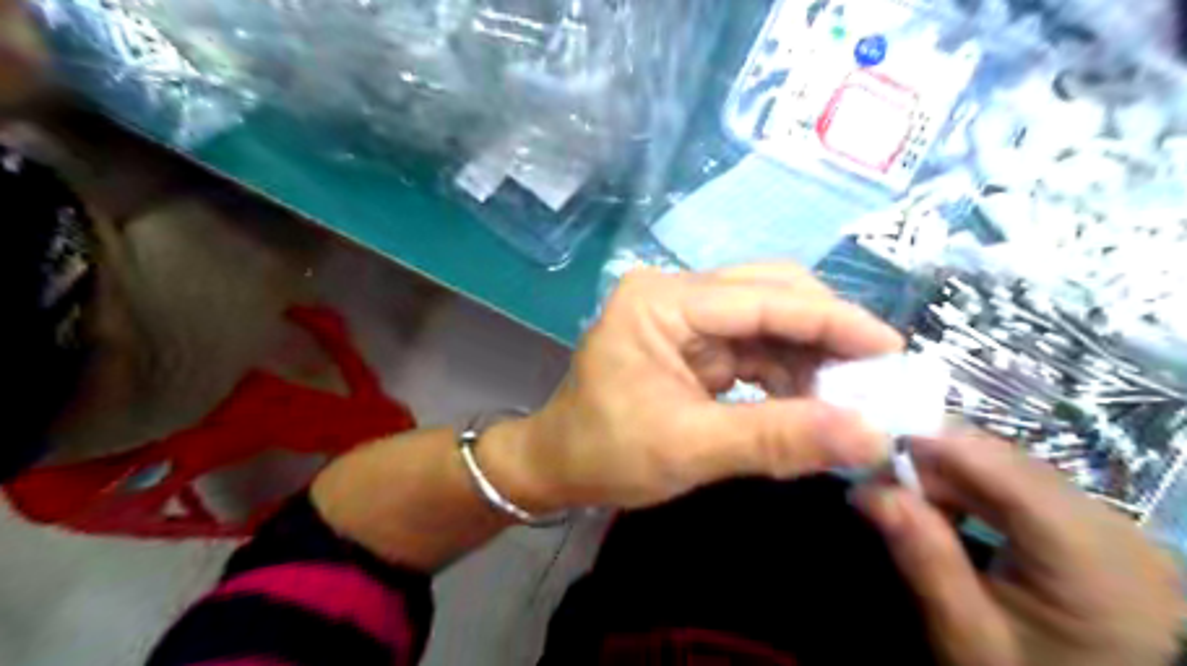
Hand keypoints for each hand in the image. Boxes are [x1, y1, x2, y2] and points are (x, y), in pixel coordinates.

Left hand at [504, 263, 904, 511]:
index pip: (762, 298)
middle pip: (769, 295)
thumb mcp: (690, 448)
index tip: (891, 349)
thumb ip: (777, 439)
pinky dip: (787, 373)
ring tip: (848, 399)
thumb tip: (869, 436)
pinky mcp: (693, 344)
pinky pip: (754, 348)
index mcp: (662, 301)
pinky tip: (811, 402)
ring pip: (767, 322)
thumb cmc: (606, 453)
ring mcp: (685, 317)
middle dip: (825, 334)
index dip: (832, 321)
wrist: (558, 467)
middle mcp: (675, 294)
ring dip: (810, 357)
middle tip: (875, 376)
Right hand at [859, 437, 1182, 665]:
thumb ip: (924, 557)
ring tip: (904, 495)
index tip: (870, 455)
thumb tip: (869, 490)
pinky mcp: (1097, 527)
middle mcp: (1116, 527)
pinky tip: (945, 506)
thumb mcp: (965, 633)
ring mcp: (1111, 524)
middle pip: (1008, 463)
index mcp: (1094, 560)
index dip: (935, 449)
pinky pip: (1023, 484)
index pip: (1005, 472)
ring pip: (1012, 466)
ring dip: (950, 472)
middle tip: (878, 482)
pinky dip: (974, 486)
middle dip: (935, 461)